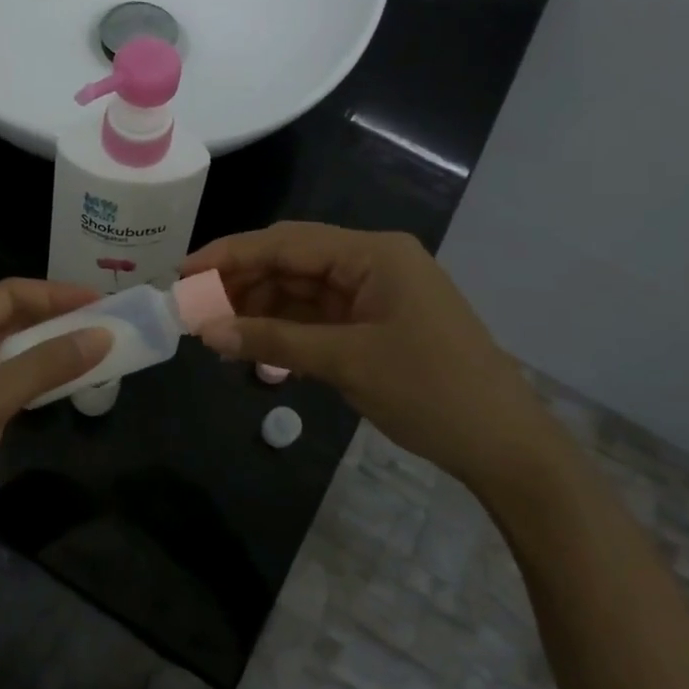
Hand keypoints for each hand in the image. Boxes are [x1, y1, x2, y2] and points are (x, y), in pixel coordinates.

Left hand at [0, 278, 111, 593]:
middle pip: (12, 324)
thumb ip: (44, 366)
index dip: (54, 294)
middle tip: (110, 328)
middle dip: (58, 322)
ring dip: (54, 354)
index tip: (102, 302)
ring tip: (101, 353)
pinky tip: (72, 387)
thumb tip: (104, 335)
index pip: (6, 296)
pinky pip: (15, 390)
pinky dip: (43, 385)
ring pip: (16, 359)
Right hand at [182, 222, 566, 493]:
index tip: (183, 272)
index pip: (286, 242)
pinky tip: (255, 351)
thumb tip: (206, 331)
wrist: (505, 446)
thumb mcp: (346, 363)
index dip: (230, 255)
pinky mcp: (375, 324)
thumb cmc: (431, 391)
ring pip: (301, 291)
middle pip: (291, 262)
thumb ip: (273, 342)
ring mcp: (375, 294)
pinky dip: (285, 332)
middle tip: (193, 309)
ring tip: (216, 336)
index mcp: (372, 254)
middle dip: (241, 284)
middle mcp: (372, 263)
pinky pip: (318, 318)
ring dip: (260, 311)